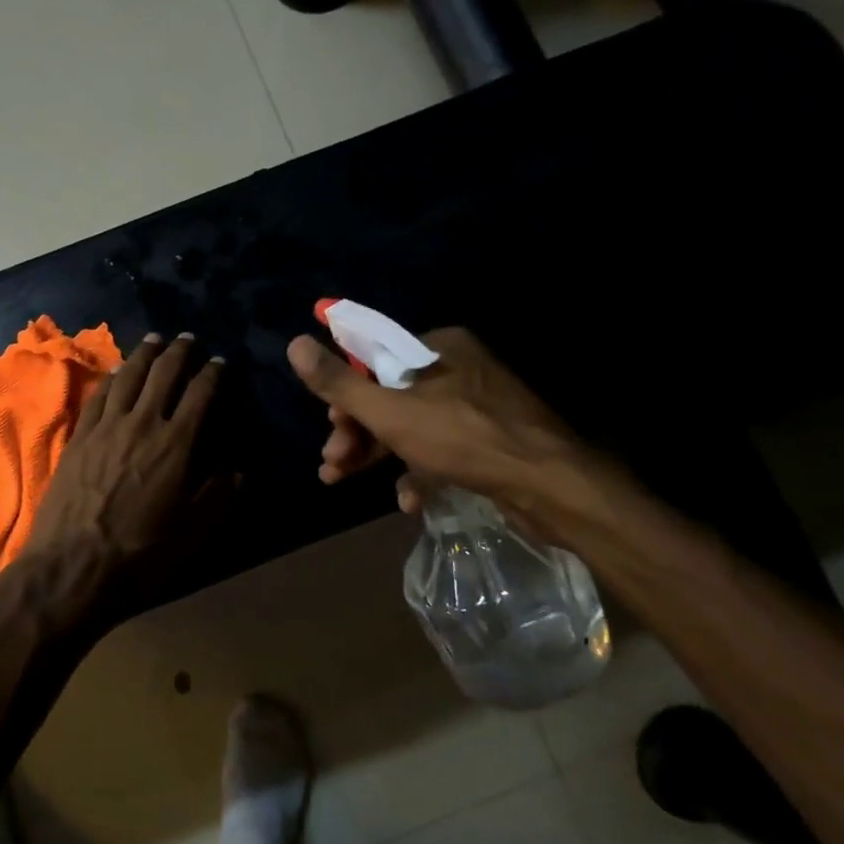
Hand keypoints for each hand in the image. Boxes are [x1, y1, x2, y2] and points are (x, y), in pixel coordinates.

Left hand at [22, 333, 233, 612]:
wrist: (72, 566)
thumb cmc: (139, 554)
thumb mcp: (192, 532)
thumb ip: (217, 496)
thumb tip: (236, 469)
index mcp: (175, 444)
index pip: (200, 394)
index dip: (213, 373)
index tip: (220, 362)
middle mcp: (142, 423)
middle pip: (163, 373)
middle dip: (179, 352)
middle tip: (188, 339)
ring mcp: (106, 427)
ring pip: (129, 376)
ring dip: (145, 354)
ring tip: (155, 340)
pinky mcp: (79, 436)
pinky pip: (99, 395)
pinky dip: (113, 377)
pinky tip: (118, 370)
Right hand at [286, 327, 594, 528]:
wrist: (549, 486)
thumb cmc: (463, 438)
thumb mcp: (390, 411)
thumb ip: (340, 382)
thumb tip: (294, 343)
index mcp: (436, 347)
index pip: (374, 359)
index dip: (345, 394)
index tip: (330, 426)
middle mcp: (457, 370)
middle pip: (390, 397)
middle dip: (356, 433)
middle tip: (332, 464)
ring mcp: (477, 406)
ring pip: (412, 426)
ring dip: (377, 454)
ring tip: (344, 481)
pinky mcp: (490, 441)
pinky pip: (442, 450)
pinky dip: (419, 472)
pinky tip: (409, 501)